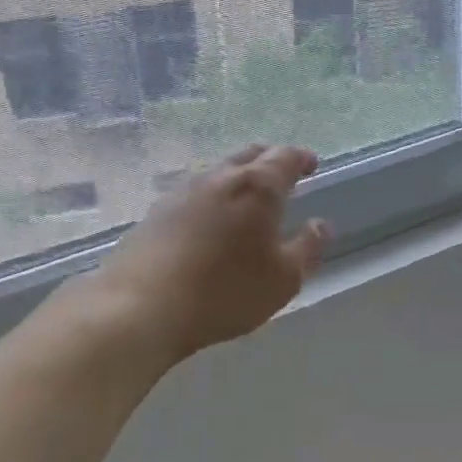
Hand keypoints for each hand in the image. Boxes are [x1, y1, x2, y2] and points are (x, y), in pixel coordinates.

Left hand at [84, 144, 331, 364]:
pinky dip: (213, 196)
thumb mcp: (283, 279)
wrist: (142, 306)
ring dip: (238, 177)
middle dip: (270, 160)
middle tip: (283, 173)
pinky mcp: (157, 211)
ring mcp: (183, 191)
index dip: (301, 158)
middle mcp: (219, 177)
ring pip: (219, 172)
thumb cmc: (224, 292)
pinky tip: (211, 218)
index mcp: (257, 187)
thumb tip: (320, 224)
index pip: (285, 158)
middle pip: (249, 155)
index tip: (311, 164)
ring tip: (247, 197)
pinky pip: (195, 192)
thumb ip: (308, 248)